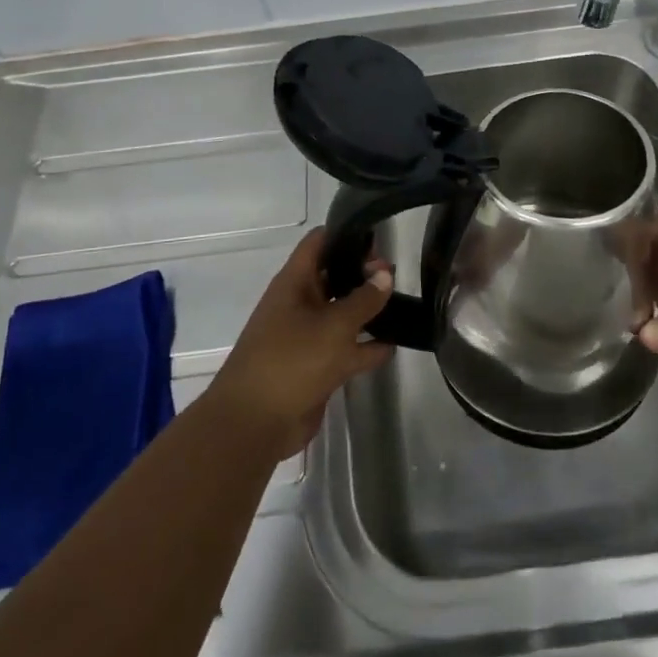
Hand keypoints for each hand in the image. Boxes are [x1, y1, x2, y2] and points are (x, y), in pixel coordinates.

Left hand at [207, 228, 394, 461]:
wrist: (255, 423)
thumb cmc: (291, 360)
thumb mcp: (334, 325)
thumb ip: (364, 299)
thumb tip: (384, 272)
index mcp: (294, 283)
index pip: (319, 243)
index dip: (346, 233)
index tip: (378, 236)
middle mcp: (299, 304)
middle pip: (333, 277)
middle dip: (362, 273)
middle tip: (396, 272)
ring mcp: (306, 337)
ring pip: (341, 314)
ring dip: (366, 310)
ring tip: (402, 303)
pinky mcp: (315, 367)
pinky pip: (345, 349)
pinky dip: (366, 346)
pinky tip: (393, 344)